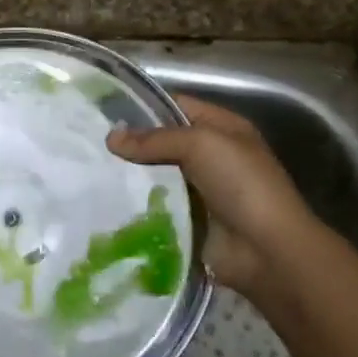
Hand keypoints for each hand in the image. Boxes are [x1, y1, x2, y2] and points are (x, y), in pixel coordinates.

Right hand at [107, 96, 324, 306]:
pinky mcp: (189, 220)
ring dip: (130, 176)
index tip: (104, 111)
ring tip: (90, 171)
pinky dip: (136, 205)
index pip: (177, 106)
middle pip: (163, 142)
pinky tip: (106, 200)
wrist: (267, 250)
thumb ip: (155, 139)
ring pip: (156, 176)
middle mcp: (212, 156)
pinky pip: (156, 206)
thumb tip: (110, 138)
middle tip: (91, 144)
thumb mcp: (201, 145)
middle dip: (131, 144)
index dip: (144, 106)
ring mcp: (200, 190)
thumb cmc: (241, 185)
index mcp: (223, 129)